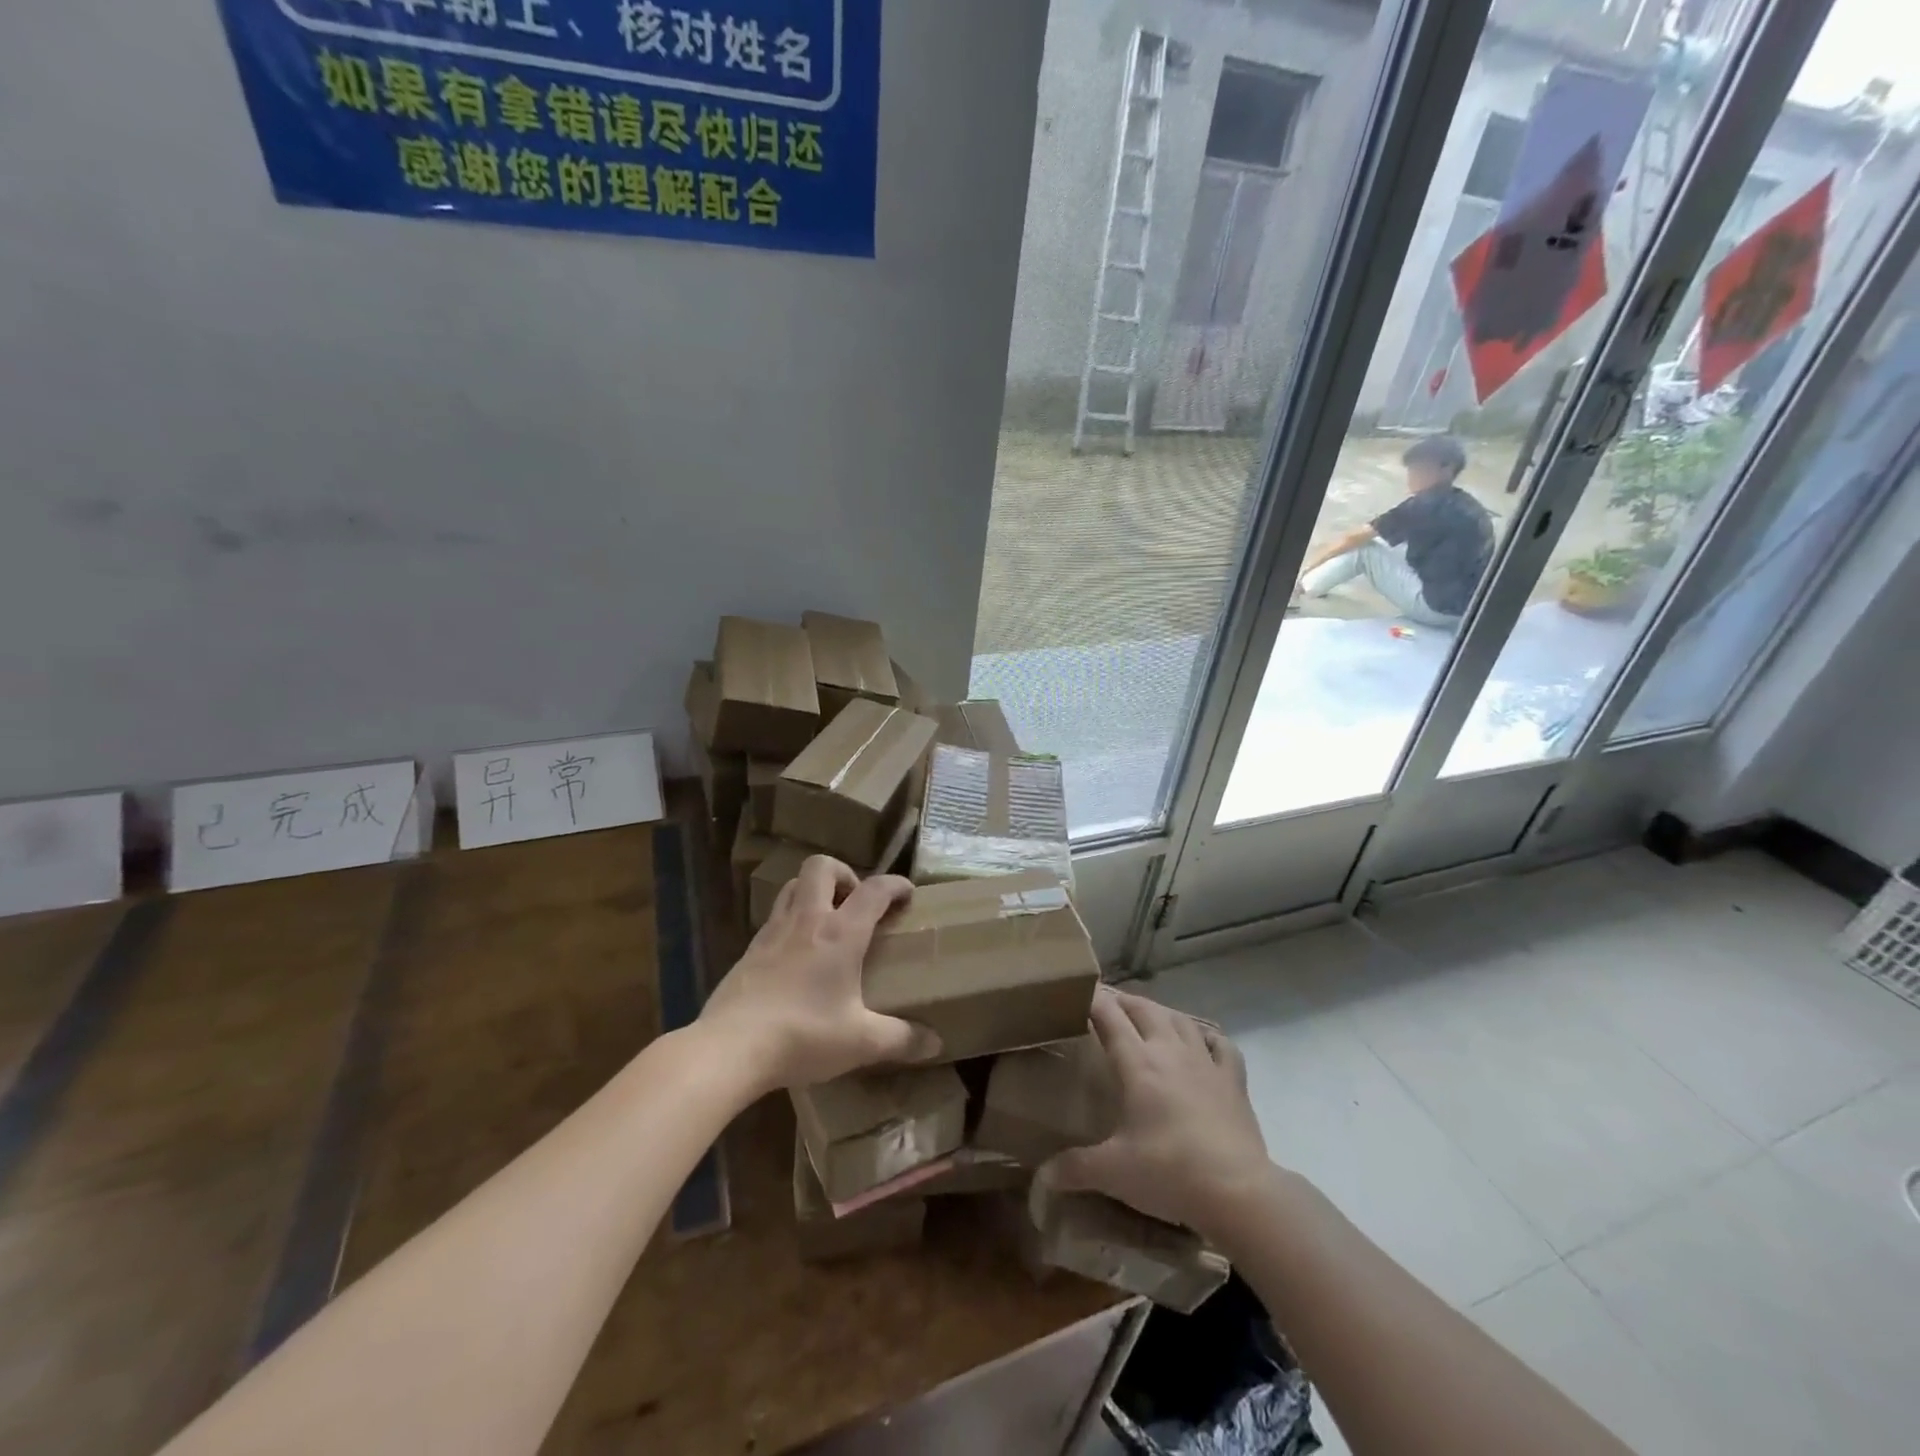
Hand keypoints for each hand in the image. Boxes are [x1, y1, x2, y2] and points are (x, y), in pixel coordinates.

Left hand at [698, 855, 938, 1091]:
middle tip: (856, 903)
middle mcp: (807, 920)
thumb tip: (936, 1044)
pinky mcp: (749, 949)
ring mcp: (773, 931)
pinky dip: (791, 920)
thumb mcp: (860, 1042)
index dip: (895, 884)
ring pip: (792, 885)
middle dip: (844, 873)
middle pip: (822, 867)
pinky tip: (797, 954)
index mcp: (840, 933)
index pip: (874, 890)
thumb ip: (901, 1039)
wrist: (730, 1048)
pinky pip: (774, 916)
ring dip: (813, 890)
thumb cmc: (803, 1036)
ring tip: (827, 920)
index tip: (908, 894)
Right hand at [1040, 987, 1268, 1236]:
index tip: (1079, 992)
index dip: (1093, 999)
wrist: (1238, 1191)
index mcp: (1138, 1064)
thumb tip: (1041, 1178)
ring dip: (1160, 1012)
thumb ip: (1075, 1169)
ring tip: (1148, 1016)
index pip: (1109, 1017)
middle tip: (1108, 1003)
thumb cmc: (1169, 1172)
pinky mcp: (1233, 1081)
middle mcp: (1170, 1052)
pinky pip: (1222, 1046)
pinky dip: (1208, 1037)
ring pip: (1180, 1020)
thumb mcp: (1114, 1172)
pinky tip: (1203, 1041)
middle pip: (1144, 1010)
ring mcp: (1205, 1063)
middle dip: (1124, 1001)